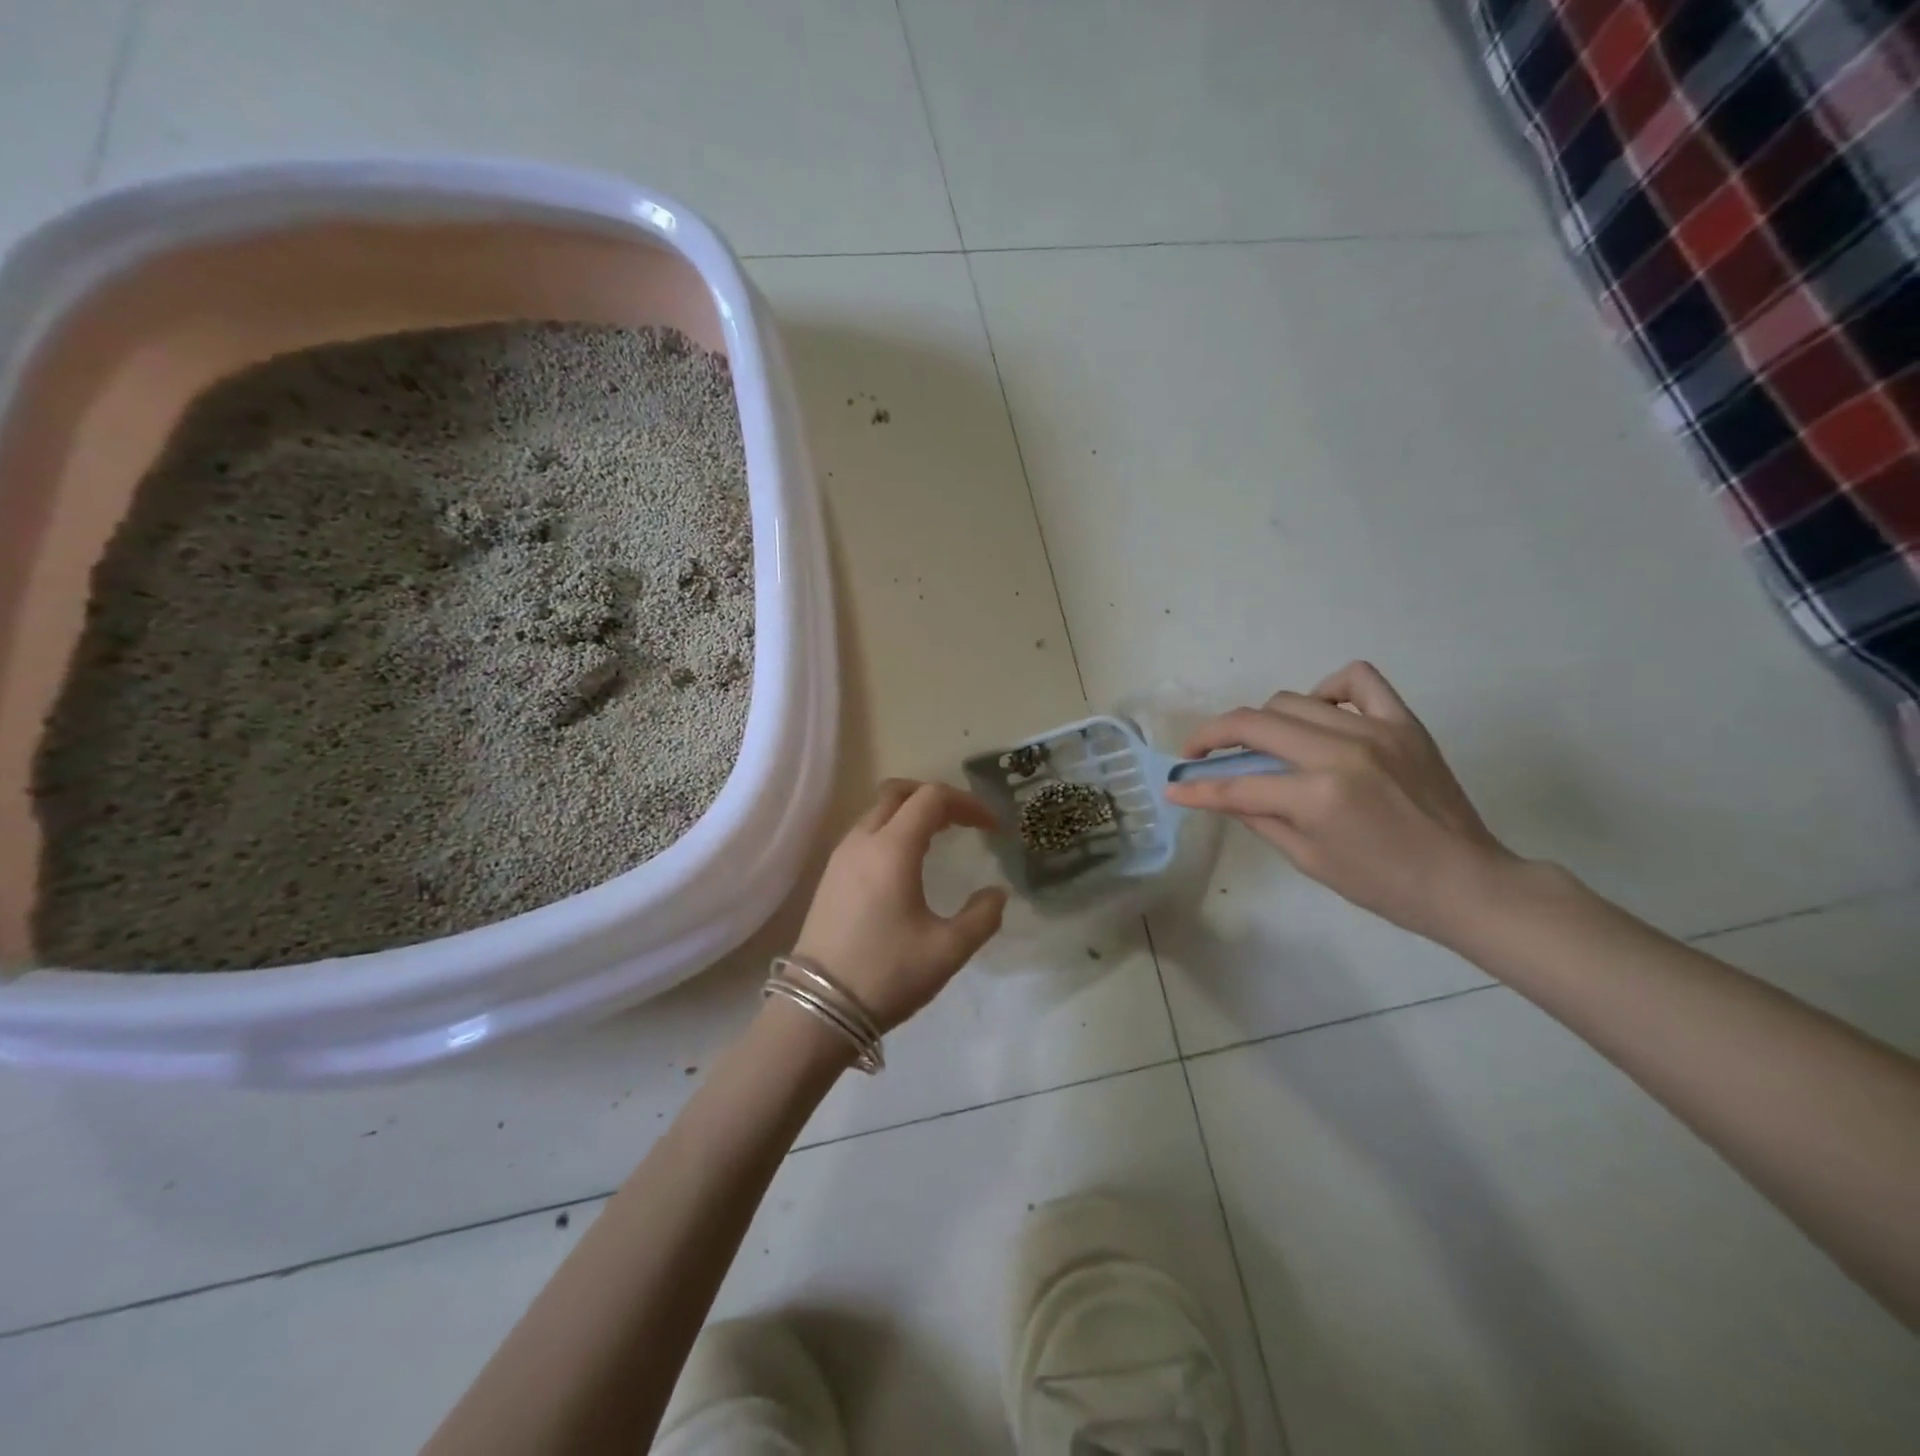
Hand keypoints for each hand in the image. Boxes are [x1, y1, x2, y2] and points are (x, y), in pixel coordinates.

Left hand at [791, 780, 1008, 1031]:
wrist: (817, 1010)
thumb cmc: (887, 975)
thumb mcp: (948, 951)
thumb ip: (982, 917)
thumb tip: (997, 894)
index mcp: (892, 849)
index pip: (932, 798)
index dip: (967, 803)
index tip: (992, 828)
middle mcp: (862, 841)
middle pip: (898, 792)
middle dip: (936, 797)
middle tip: (964, 822)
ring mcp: (840, 857)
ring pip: (877, 811)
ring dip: (911, 812)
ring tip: (940, 838)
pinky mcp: (830, 876)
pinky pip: (865, 833)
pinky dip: (892, 830)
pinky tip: (907, 863)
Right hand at [1163, 662, 1515, 940]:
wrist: (1465, 882)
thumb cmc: (1382, 884)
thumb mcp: (1307, 858)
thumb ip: (1257, 816)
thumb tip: (1213, 793)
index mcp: (1317, 796)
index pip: (1237, 785)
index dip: (1197, 788)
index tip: (1173, 786)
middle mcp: (1340, 753)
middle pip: (1254, 724)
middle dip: (1213, 737)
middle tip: (1200, 753)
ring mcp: (1375, 730)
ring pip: (1292, 700)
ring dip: (1263, 721)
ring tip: (1261, 742)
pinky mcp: (1403, 722)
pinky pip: (1357, 679)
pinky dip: (1327, 688)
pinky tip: (1319, 713)